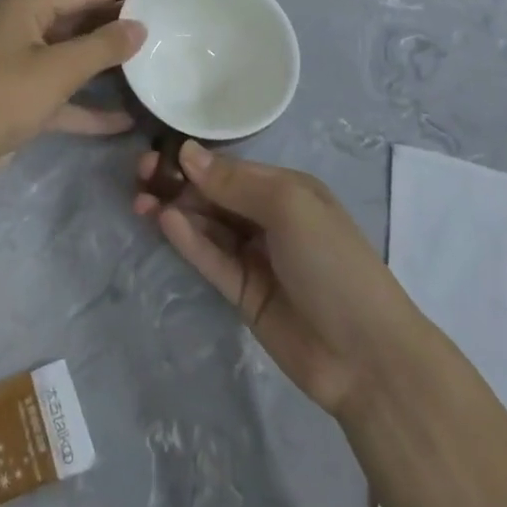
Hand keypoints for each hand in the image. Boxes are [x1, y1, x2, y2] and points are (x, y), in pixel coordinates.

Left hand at [0, 0, 146, 195]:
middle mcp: (26, 31)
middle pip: (82, 21)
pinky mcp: (23, 101)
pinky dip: (90, 107)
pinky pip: (65, 97)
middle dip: (120, 23)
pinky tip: (125, 119)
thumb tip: (138, 27)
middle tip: (168, 22)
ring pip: (75, 59)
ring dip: (108, 65)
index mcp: (28, 9)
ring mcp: (23, 67)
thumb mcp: (56, 69)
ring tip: (155, 62)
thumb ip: (101, 47)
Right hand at [135, 141, 413, 415]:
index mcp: (287, 190)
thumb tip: (186, 151)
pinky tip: (165, 222)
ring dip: (176, 211)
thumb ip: (234, 182)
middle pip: (214, 195)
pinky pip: (211, 259)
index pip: (231, 168)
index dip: (194, 160)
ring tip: (142, 202)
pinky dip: (189, 241)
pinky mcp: (243, 293)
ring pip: (207, 226)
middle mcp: (269, 218)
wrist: (365, 355)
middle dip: (179, 184)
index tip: (156, 155)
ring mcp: (256, 257)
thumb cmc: (332, 262)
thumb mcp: (289, 207)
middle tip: (141, 178)